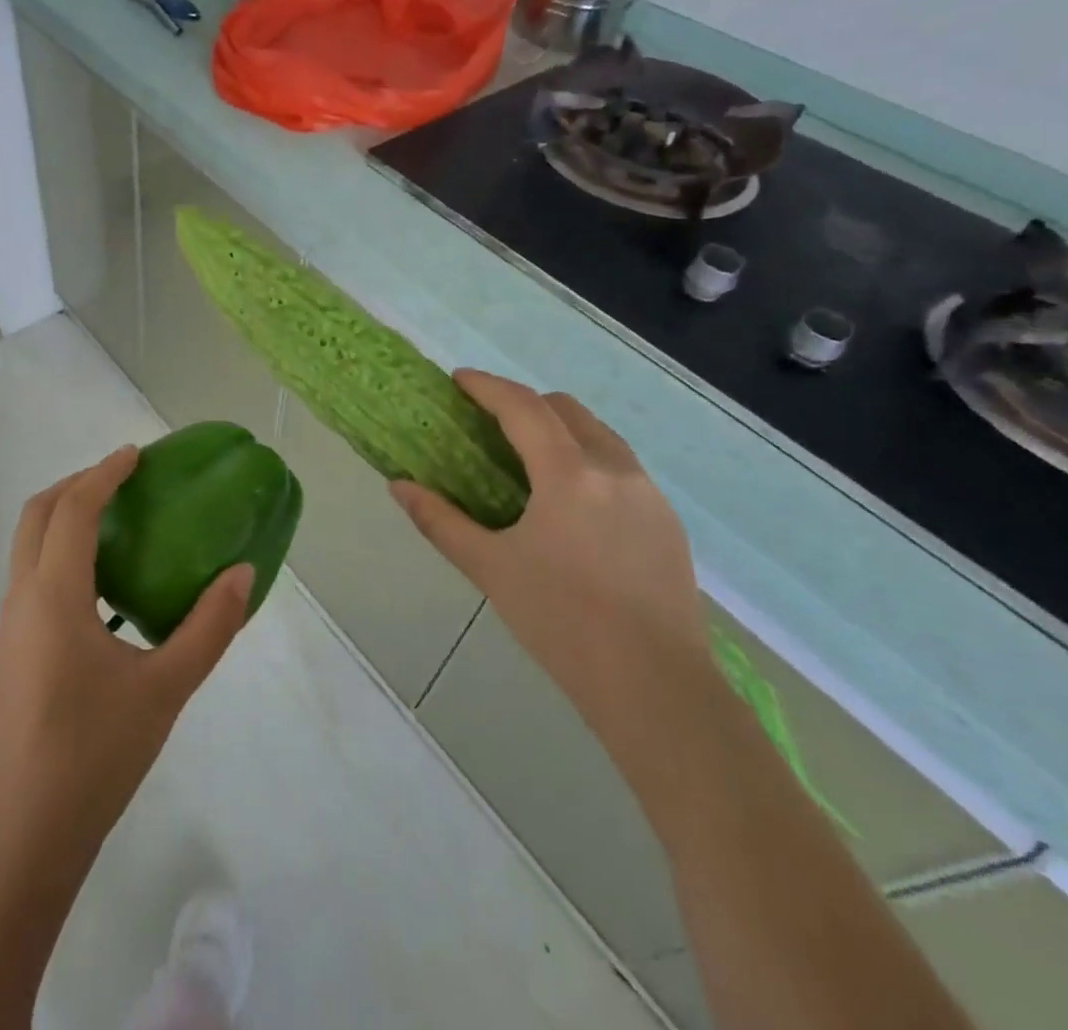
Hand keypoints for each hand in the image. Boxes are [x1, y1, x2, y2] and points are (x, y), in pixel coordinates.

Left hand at [0, 447, 253, 864]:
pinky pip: (32, 577)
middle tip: (123, 480)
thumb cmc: (96, 753)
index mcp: (54, 596)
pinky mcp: (10, 650)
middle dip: (76, 484)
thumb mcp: (166, 688)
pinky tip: (103, 588)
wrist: (25, 832)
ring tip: (117, 524)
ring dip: (65, 518)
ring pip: (28, 545)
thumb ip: (209, 627)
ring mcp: (9, 626)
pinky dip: (61, 554)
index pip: (73, 509)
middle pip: (37, 514)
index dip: (104, 473)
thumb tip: (243, 574)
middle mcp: (22, 599)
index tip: (136, 455)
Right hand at [391, 372, 711, 775]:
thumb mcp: (490, 568)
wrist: (656, 688)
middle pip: (566, 410)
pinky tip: (571, 505)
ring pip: (599, 436)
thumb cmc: (561, 622)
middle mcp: (616, 470)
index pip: (523, 408)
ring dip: (560, 430)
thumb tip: (398, 486)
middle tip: (489, 424)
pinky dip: (587, 461)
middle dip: (524, 404)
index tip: (458, 379)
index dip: (487, 386)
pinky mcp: (668, 523)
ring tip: (529, 461)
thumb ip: (440, 520)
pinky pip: (622, 468)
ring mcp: (650, 495)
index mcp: (570, 475)